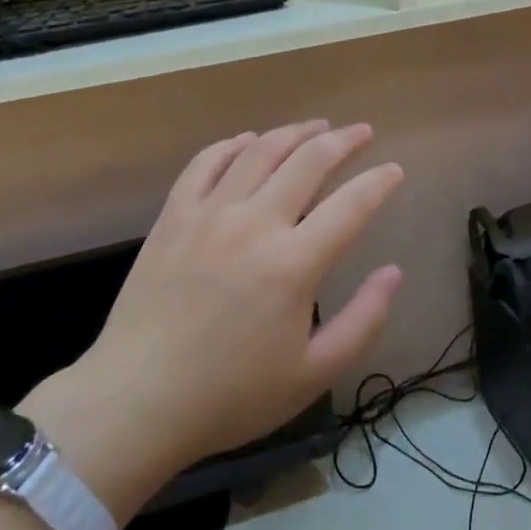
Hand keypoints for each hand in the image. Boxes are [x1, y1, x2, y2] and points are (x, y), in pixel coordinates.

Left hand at [22, 121, 403, 517]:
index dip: (379, 182)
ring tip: (317, 126)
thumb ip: (363, 321)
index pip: (351, 205)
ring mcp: (210, 214)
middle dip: (343, 140)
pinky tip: (249, 140)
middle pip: (308, 161)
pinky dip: (233, 145)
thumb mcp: (312, 375)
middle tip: (362, 132)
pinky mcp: (174, 217)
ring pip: (260, 151)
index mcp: (293, 265)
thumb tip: (393, 273)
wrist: (135, 403)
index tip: (395, 170)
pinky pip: (206, 163)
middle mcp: (255, 224)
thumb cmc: (229, 396)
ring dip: (295, 132)